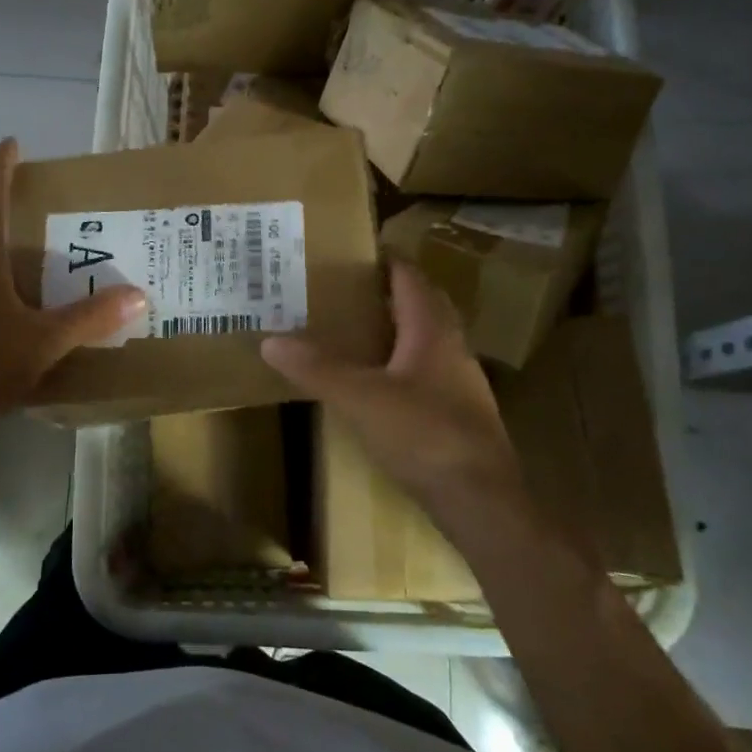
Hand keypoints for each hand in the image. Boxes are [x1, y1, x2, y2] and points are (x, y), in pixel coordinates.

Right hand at [260, 260, 526, 545]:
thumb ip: (317, 368)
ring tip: (353, 329)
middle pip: (421, 304)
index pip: (410, 276)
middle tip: (344, 288)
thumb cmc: (423, 434)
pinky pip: (426, 371)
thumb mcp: (360, 398)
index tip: (351, 252)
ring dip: (394, 328)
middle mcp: (452, 346)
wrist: (480, 499)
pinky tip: (377, 382)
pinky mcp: (459, 412)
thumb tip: (270, 341)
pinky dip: (400, 363)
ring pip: (425, 339)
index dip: (384, 259)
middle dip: (386, 292)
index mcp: (432, 328)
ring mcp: (460, 381)